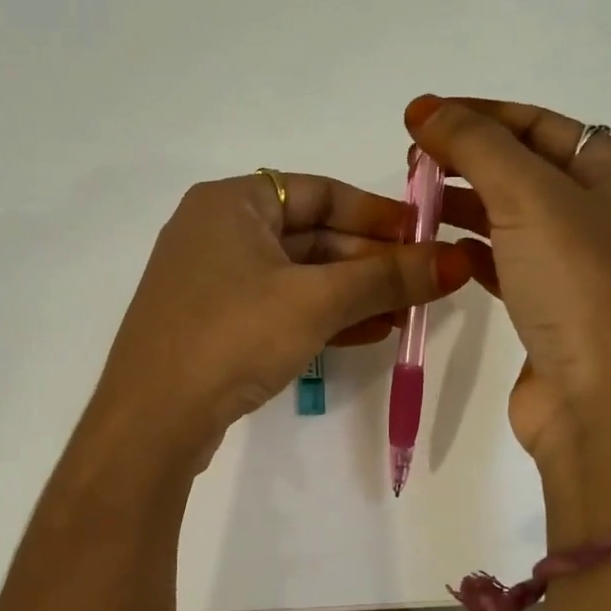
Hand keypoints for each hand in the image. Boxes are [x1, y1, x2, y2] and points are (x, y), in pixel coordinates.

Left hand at [92, 171, 473, 467]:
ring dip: (352, 293)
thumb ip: (386, 277)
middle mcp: (216, 231)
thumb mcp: (316, 301)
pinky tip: (367, 334)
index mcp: (230, 202)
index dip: (376, 212)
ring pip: (297, 276)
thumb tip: (458, 261)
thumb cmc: (232, 336)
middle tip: (424, 283)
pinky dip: (321, 316)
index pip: (319, 191)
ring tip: (406, 314)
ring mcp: (211, 281)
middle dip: (369, 261)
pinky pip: (278, 307)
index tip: (424, 234)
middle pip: (310, 235)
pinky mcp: (213, 324)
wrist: (152, 419)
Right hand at [405, 97, 610, 533]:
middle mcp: (607, 215)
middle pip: (527, 167)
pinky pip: (507, 260)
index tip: (419, 118)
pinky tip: (438, 246)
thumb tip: (426, 107)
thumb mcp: (529, 199)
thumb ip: (477, 145)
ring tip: (414, 199)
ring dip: (466, 201)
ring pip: (513, 215)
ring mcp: (580, 266)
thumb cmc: (578, 288)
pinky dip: (473, 247)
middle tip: (411, 160)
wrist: (602, 407)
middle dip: (469, 156)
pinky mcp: (552, 307)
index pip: (542, 124)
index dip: (480, 113)